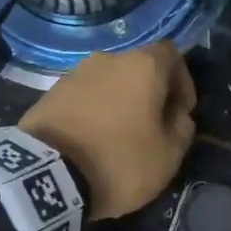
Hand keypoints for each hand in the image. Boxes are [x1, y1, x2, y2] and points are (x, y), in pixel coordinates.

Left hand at [20, 43, 196, 217]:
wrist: (47, 175)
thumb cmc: (120, 161)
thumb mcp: (168, 156)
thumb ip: (182, 129)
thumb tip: (178, 116)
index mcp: (143, 66)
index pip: (172, 55)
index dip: (183, 81)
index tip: (181, 112)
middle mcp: (108, 59)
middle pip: (139, 68)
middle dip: (150, 94)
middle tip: (153, 127)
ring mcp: (74, 74)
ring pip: (109, 82)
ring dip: (120, 103)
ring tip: (120, 137)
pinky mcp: (50, 93)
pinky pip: (84, 97)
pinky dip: (95, 112)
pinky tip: (93, 141)